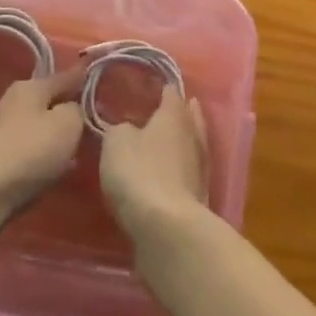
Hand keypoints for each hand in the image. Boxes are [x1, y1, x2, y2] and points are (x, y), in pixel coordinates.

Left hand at [0, 67, 87, 219]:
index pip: (65, 76)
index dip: (84, 77)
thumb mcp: (68, 124)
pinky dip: (43, 152)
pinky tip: (56, 166)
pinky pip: (30, 146)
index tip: (98, 77)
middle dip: (69, 108)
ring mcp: (2, 128)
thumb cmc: (31, 151)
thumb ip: (77, 110)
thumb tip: (72, 109)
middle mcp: (13, 101)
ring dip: (56, 133)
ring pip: (40, 124)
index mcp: (31, 87)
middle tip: (92, 118)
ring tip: (78, 145)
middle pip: (50, 100)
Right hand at [100, 84, 209, 241]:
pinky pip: (186, 176)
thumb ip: (120, 129)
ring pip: (191, 147)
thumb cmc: (140, 172)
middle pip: (188, 118)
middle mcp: (192, 136)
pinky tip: (166, 175)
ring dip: (180, 144)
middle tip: (166, 109)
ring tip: (164, 141)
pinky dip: (178, 172)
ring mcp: (199, 170)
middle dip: (178, 113)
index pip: (171, 93)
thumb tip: (127, 129)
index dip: (162, 88)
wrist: (166, 229)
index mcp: (174, 115)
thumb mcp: (116, 142)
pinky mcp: (198, 199)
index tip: (153, 86)